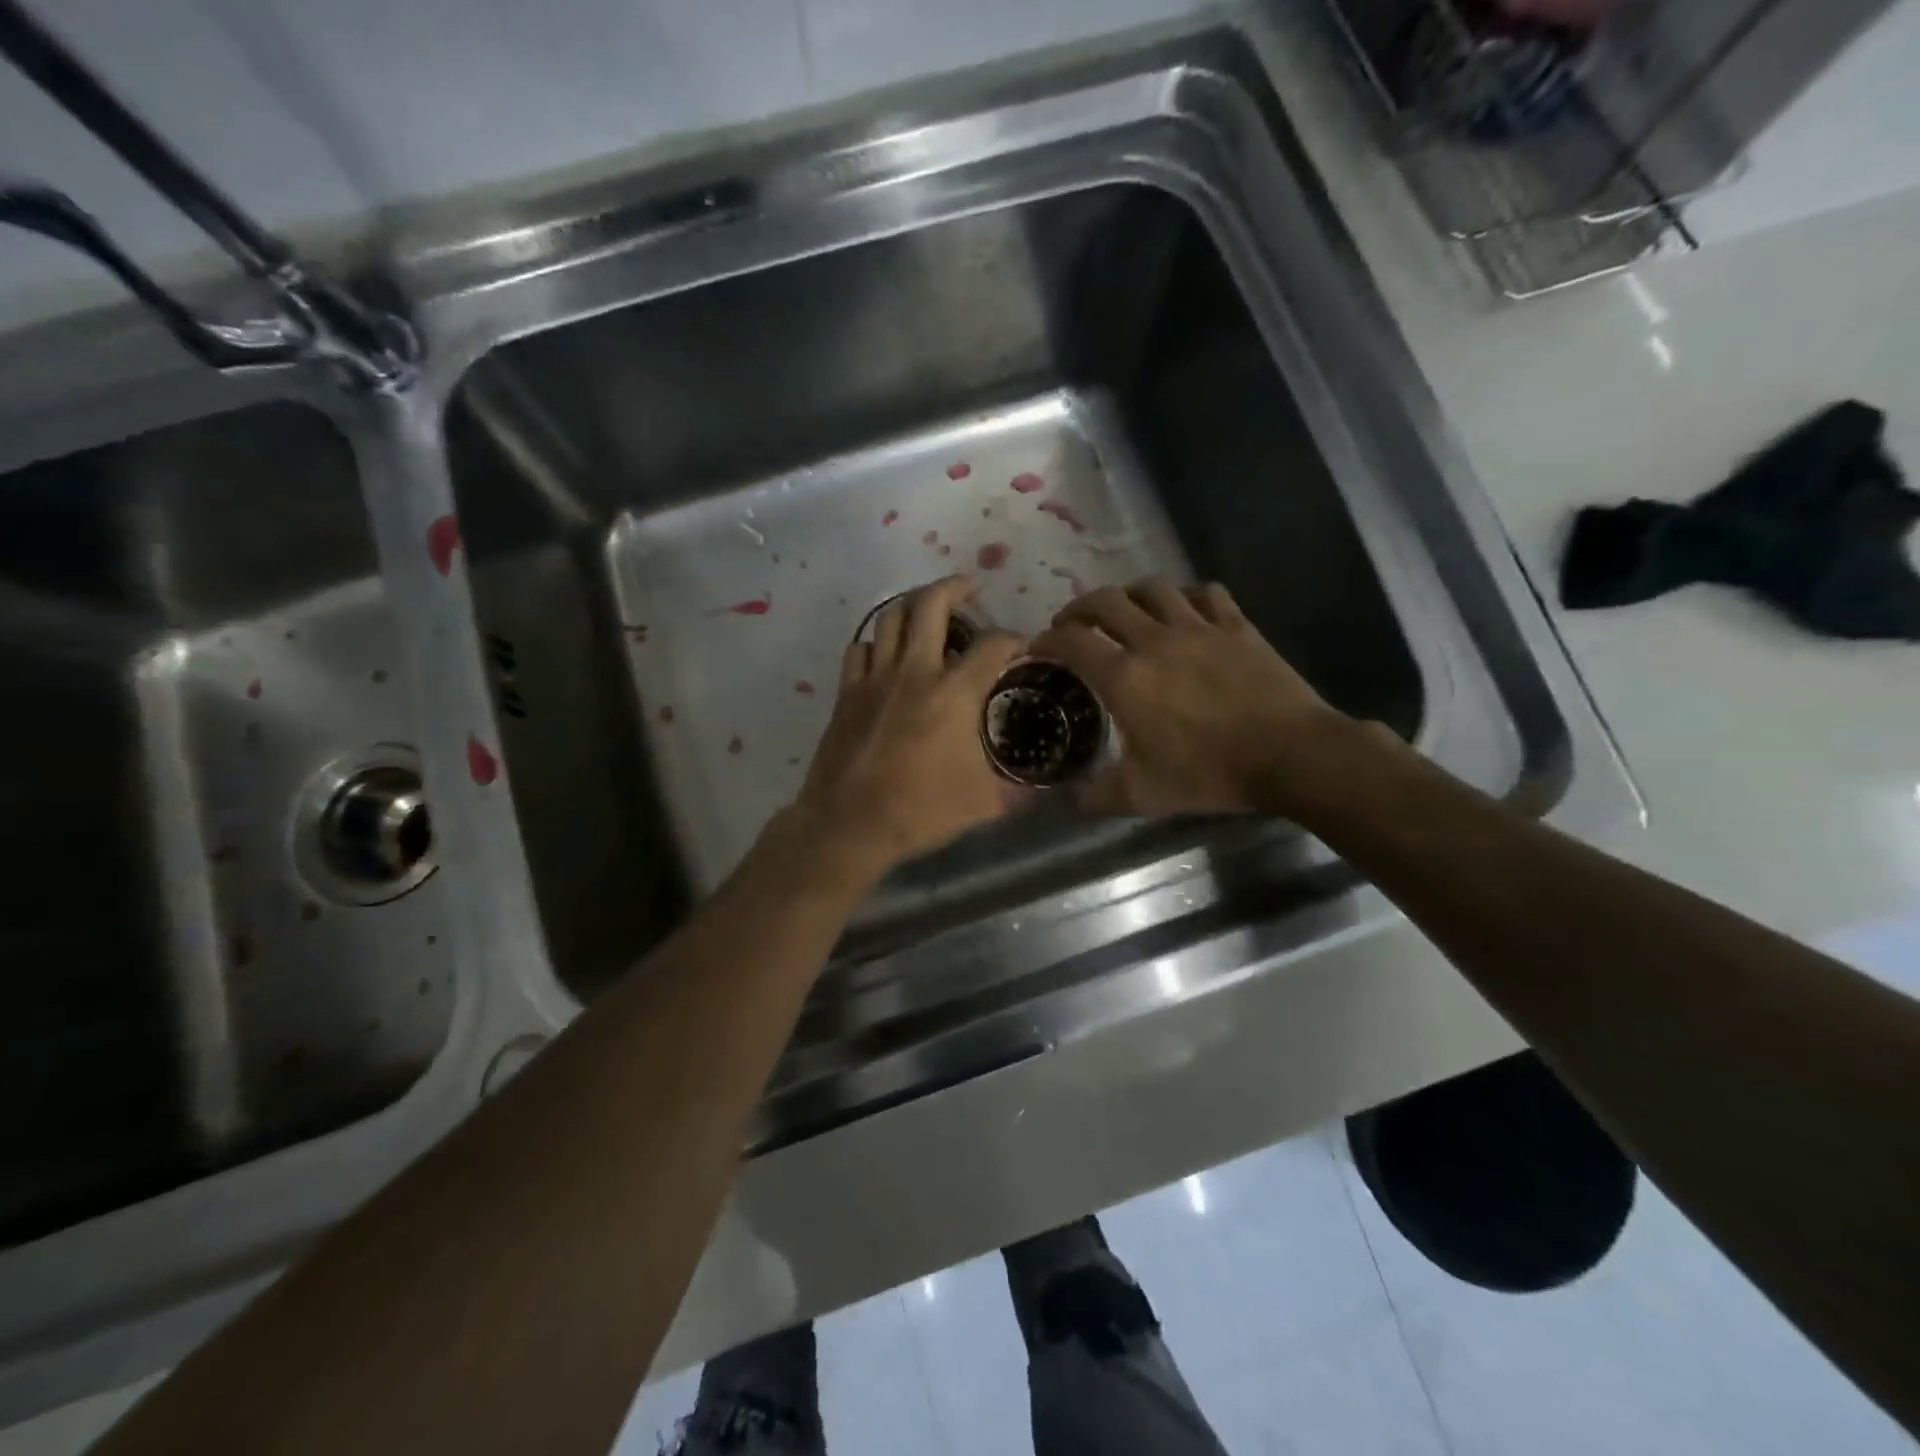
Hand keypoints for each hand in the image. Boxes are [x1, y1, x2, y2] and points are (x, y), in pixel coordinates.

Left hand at [790, 577, 1025, 873]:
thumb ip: (1018, 792)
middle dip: (954, 587)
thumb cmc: (920, 811)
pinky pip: (860, 649)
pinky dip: (876, 642)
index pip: (992, 644)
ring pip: (890, 617)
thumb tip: (1046, 791)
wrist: (849, 825)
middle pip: (930, 604)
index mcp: (953, 693)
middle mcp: (914, 672)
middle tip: (970, 589)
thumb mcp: (983, 804)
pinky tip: (886, 652)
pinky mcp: (847, 693)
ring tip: (928, 607)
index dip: (1014, 637)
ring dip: (913, 603)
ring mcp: (875, 678)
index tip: (1023, 645)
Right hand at [1030, 579, 1356, 816]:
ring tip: (1123, 610)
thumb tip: (1071, 797)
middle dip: (1079, 608)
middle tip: (1072, 625)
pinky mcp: (1236, 626)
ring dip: (1128, 595)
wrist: (1289, 754)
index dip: (1047, 640)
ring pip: (1153, 588)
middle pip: (1105, 601)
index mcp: (1124, 677)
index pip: (1071, 642)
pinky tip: (1183, 608)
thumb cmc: (1208, 773)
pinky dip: (1185, 595)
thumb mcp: (1142, 795)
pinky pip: (1205, 593)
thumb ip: (1097, 796)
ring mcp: (1198, 627)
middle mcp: (1154, 640)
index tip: (1037, 646)